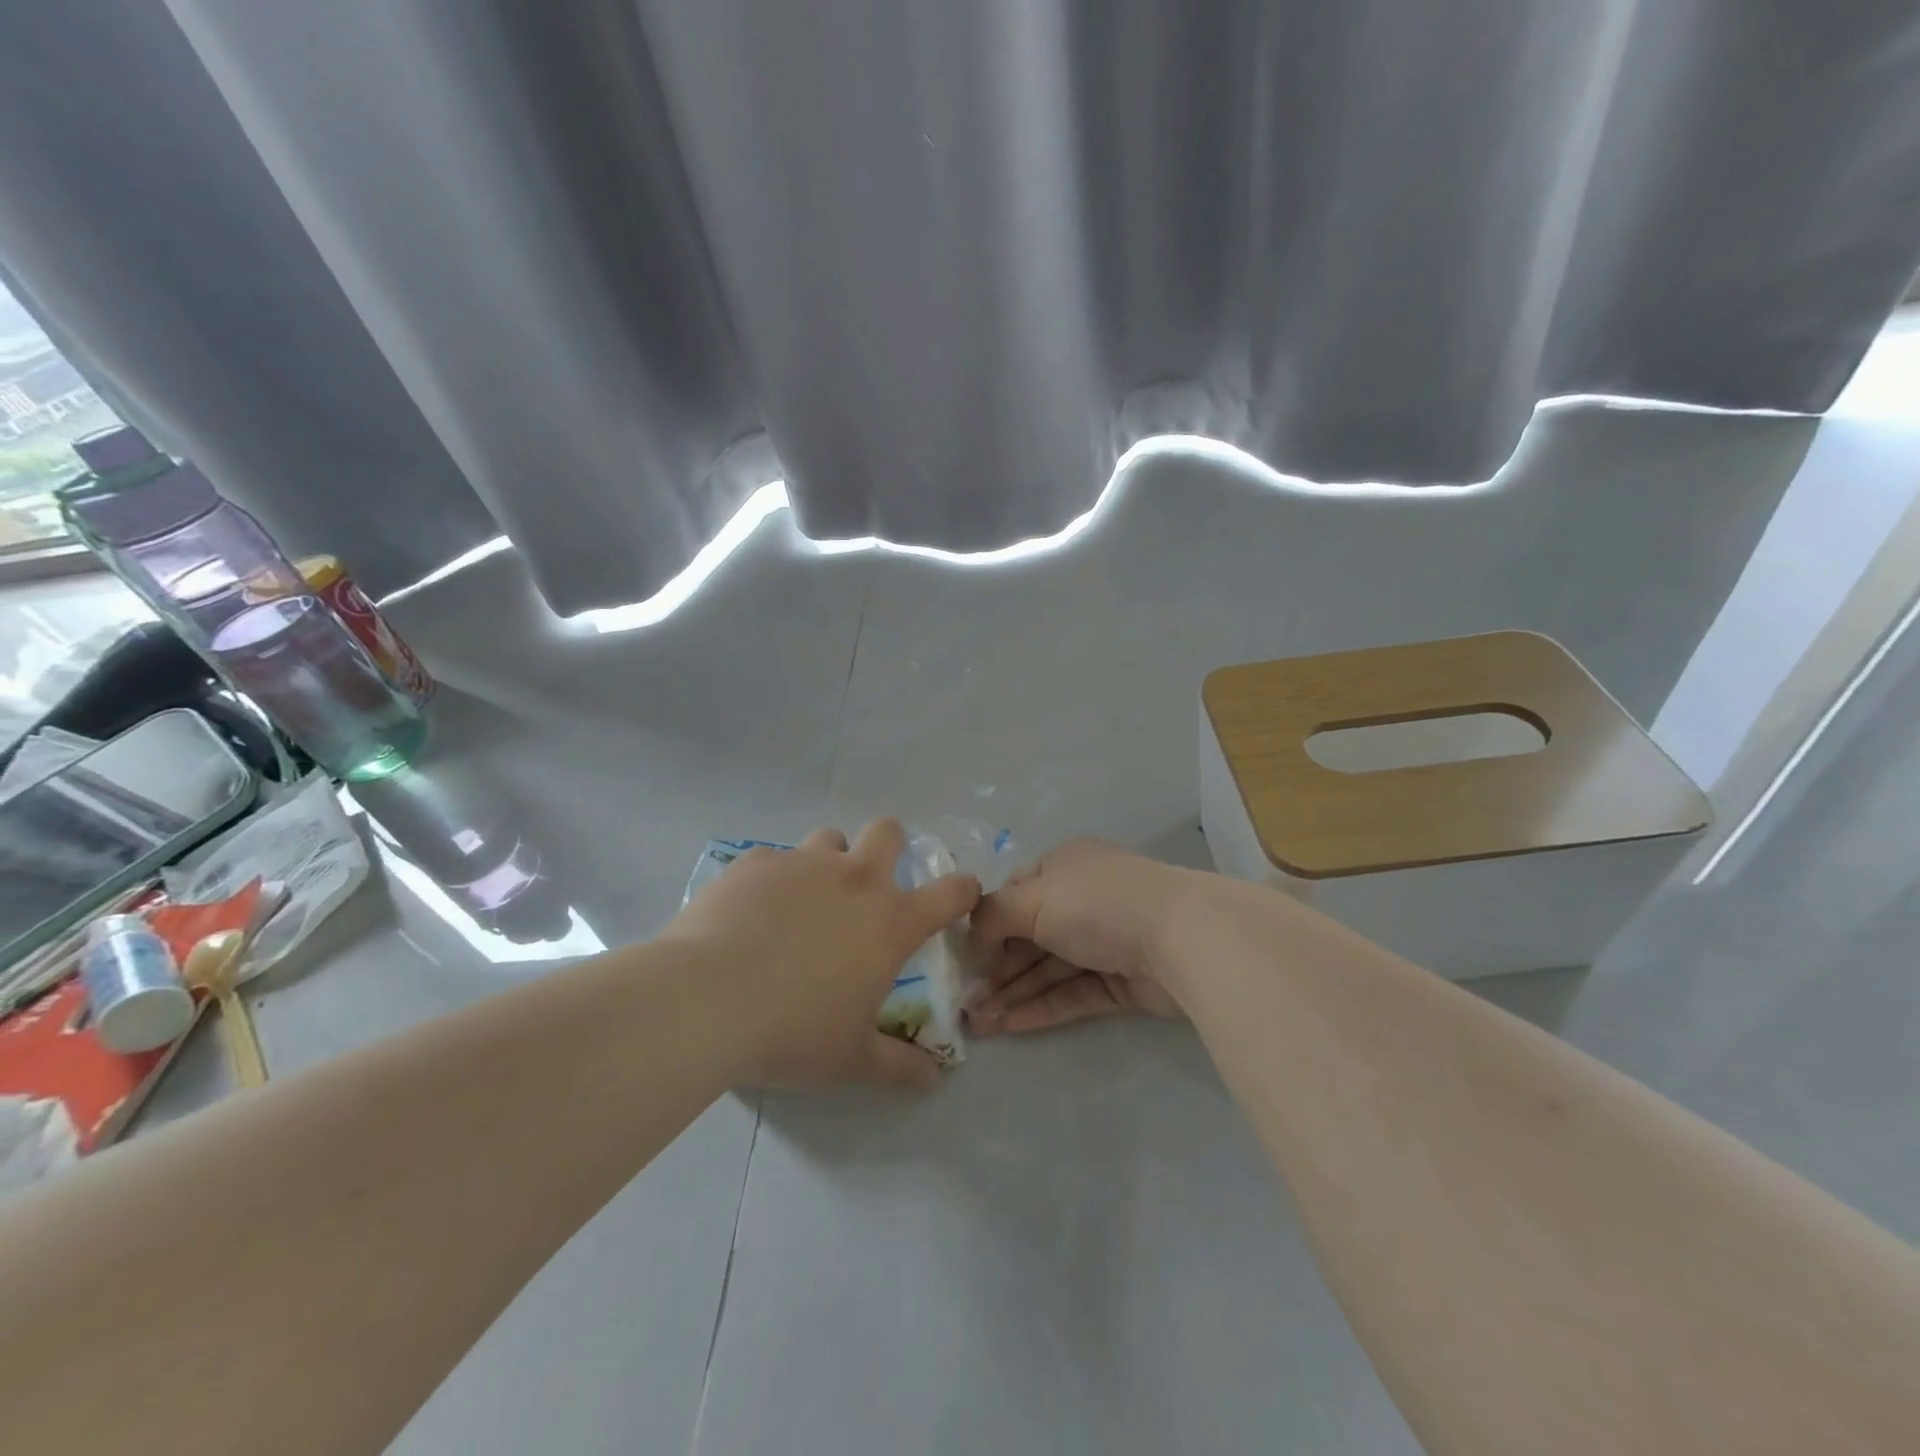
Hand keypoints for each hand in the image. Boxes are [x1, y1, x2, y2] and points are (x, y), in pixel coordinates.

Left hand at [667, 820, 979, 1088]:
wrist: (705, 1001)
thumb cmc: (792, 1032)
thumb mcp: (850, 1059)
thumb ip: (899, 1065)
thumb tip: (934, 1078)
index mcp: (890, 920)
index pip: (950, 892)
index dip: (962, 890)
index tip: (959, 897)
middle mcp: (854, 879)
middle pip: (888, 832)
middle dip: (890, 847)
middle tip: (871, 884)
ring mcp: (802, 864)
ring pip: (830, 839)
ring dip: (829, 861)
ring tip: (805, 899)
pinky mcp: (754, 863)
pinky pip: (773, 859)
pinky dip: (772, 879)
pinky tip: (750, 914)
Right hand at [965, 839, 1195, 1034]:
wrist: (1181, 937)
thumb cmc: (1097, 903)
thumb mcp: (1032, 898)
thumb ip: (992, 915)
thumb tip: (974, 938)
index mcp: (1063, 867)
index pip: (1015, 894)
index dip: (987, 925)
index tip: (963, 958)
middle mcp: (1082, 901)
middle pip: (1028, 937)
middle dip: (995, 969)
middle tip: (963, 1003)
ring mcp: (1103, 942)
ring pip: (1047, 970)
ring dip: (1012, 994)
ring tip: (976, 1024)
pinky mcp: (1120, 982)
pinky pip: (1071, 994)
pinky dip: (1039, 1008)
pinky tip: (1008, 1026)